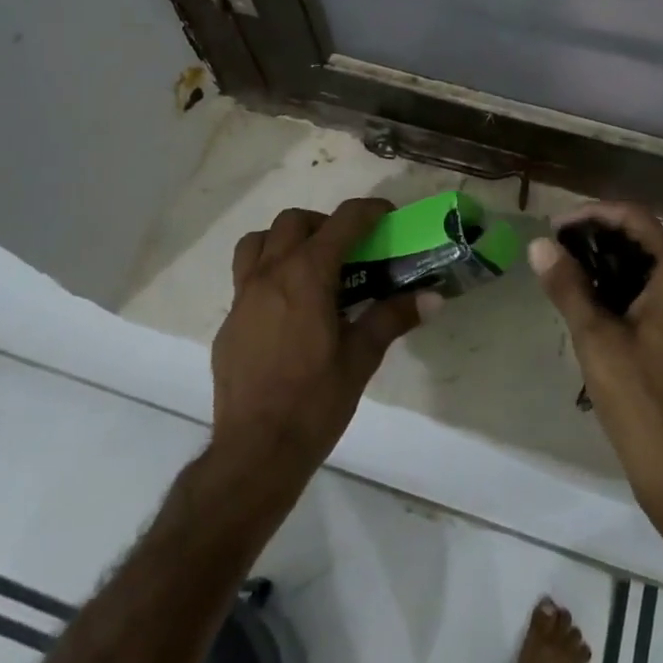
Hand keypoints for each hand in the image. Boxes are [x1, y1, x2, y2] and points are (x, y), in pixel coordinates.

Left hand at [210, 199, 429, 486]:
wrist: (255, 452)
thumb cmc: (314, 401)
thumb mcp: (361, 358)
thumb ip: (393, 317)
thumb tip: (433, 297)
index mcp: (307, 275)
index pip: (342, 221)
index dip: (368, 210)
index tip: (387, 215)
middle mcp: (271, 274)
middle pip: (294, 221)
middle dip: (324, 223)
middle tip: (348, 248)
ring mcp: (243, 297)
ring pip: (258, 241)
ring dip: (285, 240)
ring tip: (309, 266)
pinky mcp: (229, 322)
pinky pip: (245, 278)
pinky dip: (268, 274)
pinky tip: (287, 310)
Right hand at [530, 203, 662, 557]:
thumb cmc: (641, 399)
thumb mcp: (596, 338)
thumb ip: (568, 287)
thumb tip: (539, 244)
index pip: (637, 220)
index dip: (596, 214)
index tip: (557, 226)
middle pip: (641, 239)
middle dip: (597, 235)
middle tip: (555, 248)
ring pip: (643, 267)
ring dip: (605, 262)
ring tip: (563, 271)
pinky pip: (646, 293)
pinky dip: (616, 287)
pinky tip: (586, 302)